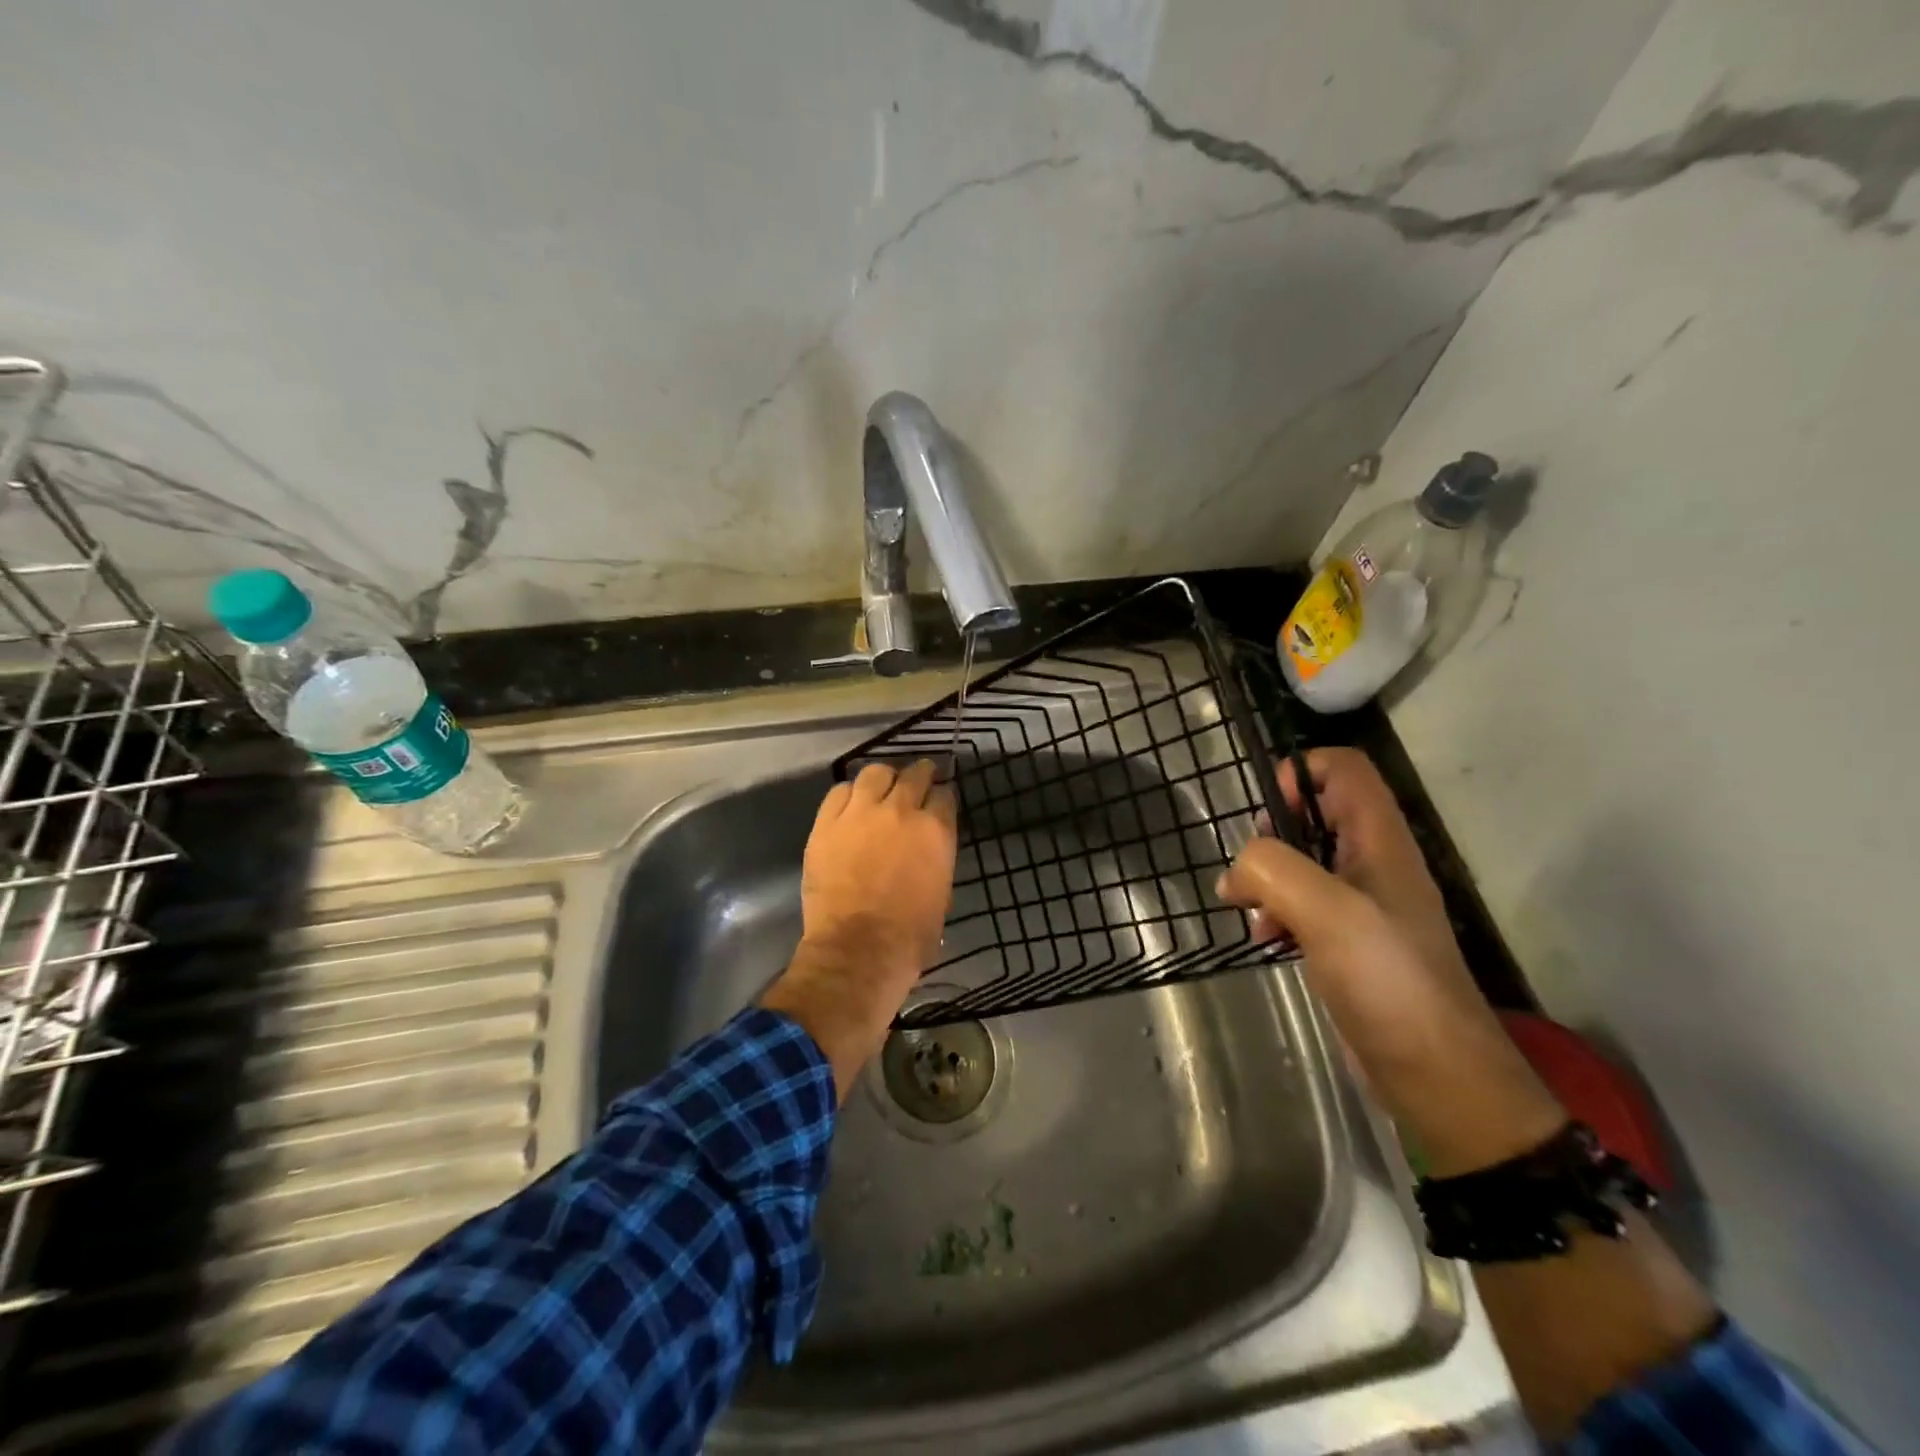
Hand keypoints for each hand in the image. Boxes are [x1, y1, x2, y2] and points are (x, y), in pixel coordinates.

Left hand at [761, 761, 956, 1099]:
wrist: (857, 952)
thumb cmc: (909, 937)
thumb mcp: (941, 895)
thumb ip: (937, 861)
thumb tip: (928, 852)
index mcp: (935, 832)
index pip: (945, 795)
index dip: (942, 796)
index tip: (938, 800)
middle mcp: (901, 811)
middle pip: (914, 774)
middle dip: (920, 774)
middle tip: (917, 779)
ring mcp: (861, 813)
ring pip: (875, 773)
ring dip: (883, 778)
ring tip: (881, 788)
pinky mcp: (827, 824)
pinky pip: (839, 791)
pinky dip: (849, 794)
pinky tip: (850, 805)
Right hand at [1217, 748, 1561, 1174]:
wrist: (1434, 1074)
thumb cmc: (1388, 980)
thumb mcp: (1327, 911)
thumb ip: (1273, 869)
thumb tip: (1236, 875)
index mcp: (1380, 841)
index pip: (1343, 768)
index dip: (1300, 774)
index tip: (1269, 817)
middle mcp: (1373, 862)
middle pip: (1315, 811)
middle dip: (1273, 832)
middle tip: (1253, 868)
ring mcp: (1361, 903)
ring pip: (1302, 859)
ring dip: (1266, 876)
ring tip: (1251, 911)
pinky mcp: (1346, 939)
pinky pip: (1300, 902)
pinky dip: (1275, 910)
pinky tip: (1266, 937)